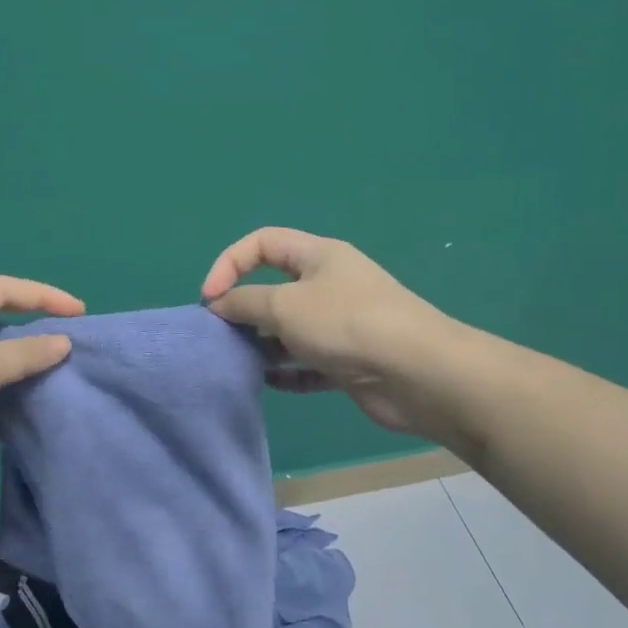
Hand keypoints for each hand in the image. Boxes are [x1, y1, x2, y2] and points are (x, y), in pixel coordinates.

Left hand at [0, 276, 85, 514]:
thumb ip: (26, 353)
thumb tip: (62, 342)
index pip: (0, 290)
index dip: (42, 296)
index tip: (79, 313)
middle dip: (31, 341)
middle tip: (69, 353)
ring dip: (17, 381)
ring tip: (58, 388)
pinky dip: (0, 415)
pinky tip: (29, 424)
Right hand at [201, 227, 448, 436]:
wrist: (418, 373)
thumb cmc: (346, 324)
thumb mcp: (285, 305)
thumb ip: (244, 302)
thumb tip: (219, 306)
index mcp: (317, 256)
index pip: (262, 243)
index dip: (229, 263)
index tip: (210, 298)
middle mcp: (329, 285)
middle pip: (274, 288)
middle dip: (244, 309)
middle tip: (223, 335)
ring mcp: (340, 324)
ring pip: (289, 329)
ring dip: (263, 344)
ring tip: (241, 361)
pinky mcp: (348, 361)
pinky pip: (307, 362)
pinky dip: (288, 371)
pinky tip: (270, 384)